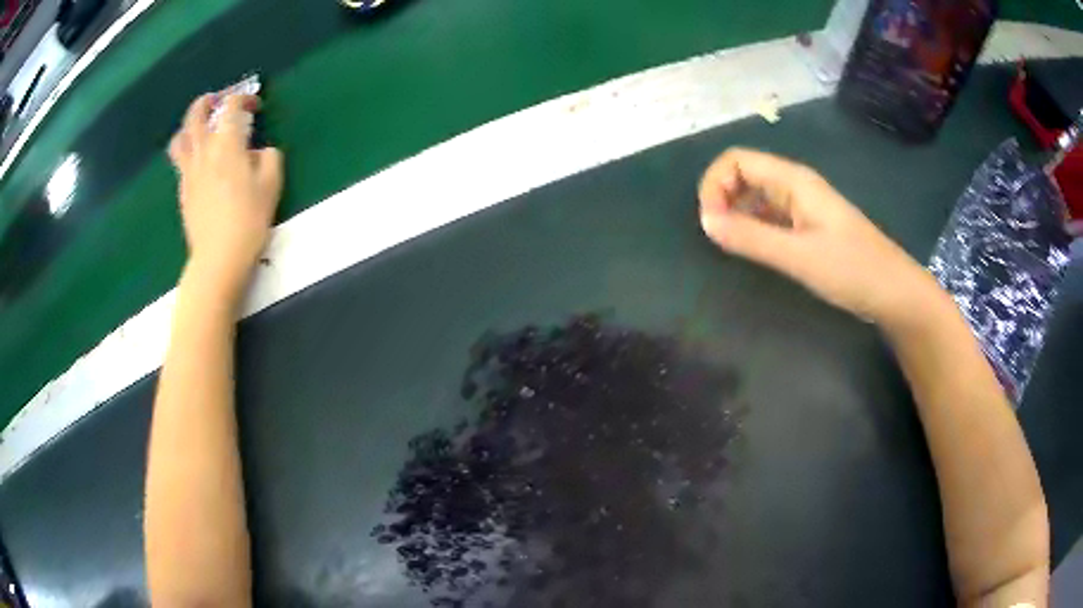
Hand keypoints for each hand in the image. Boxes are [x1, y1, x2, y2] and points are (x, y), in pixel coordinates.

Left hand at [168, 92, 283, 304]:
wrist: (218, 258)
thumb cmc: (248, 220)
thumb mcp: (272, 184)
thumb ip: (269, 157)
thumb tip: (259, 151)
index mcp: (227, 144)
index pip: (231, 106)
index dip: (244, 98)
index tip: (256, 107)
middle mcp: (203, 151)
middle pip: (196, 114)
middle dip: (208, 101)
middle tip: (219, 102)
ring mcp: (189, 171)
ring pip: (180, 137)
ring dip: (189, 124)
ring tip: (200, 128)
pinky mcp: (183, 191)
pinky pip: (180, 160)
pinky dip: (188, 150)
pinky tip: (200, 160)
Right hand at [698, 148, 945, 329]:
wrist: (894, 292)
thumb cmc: (852, 270)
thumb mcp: (799, 256)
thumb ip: (751, 238)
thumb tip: (704, 221)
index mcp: (794, 180)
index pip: (737, 160)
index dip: (714, 184)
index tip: (709, 223)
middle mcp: (795, 185)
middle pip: (744, 174)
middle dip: (721, 197)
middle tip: (715, 236)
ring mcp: (803, 206)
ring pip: (756, 195)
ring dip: (735, 213)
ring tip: (729, 245)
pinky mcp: (808, 226)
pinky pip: (770, 216)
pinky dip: (753, 227)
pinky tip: (752, 249)